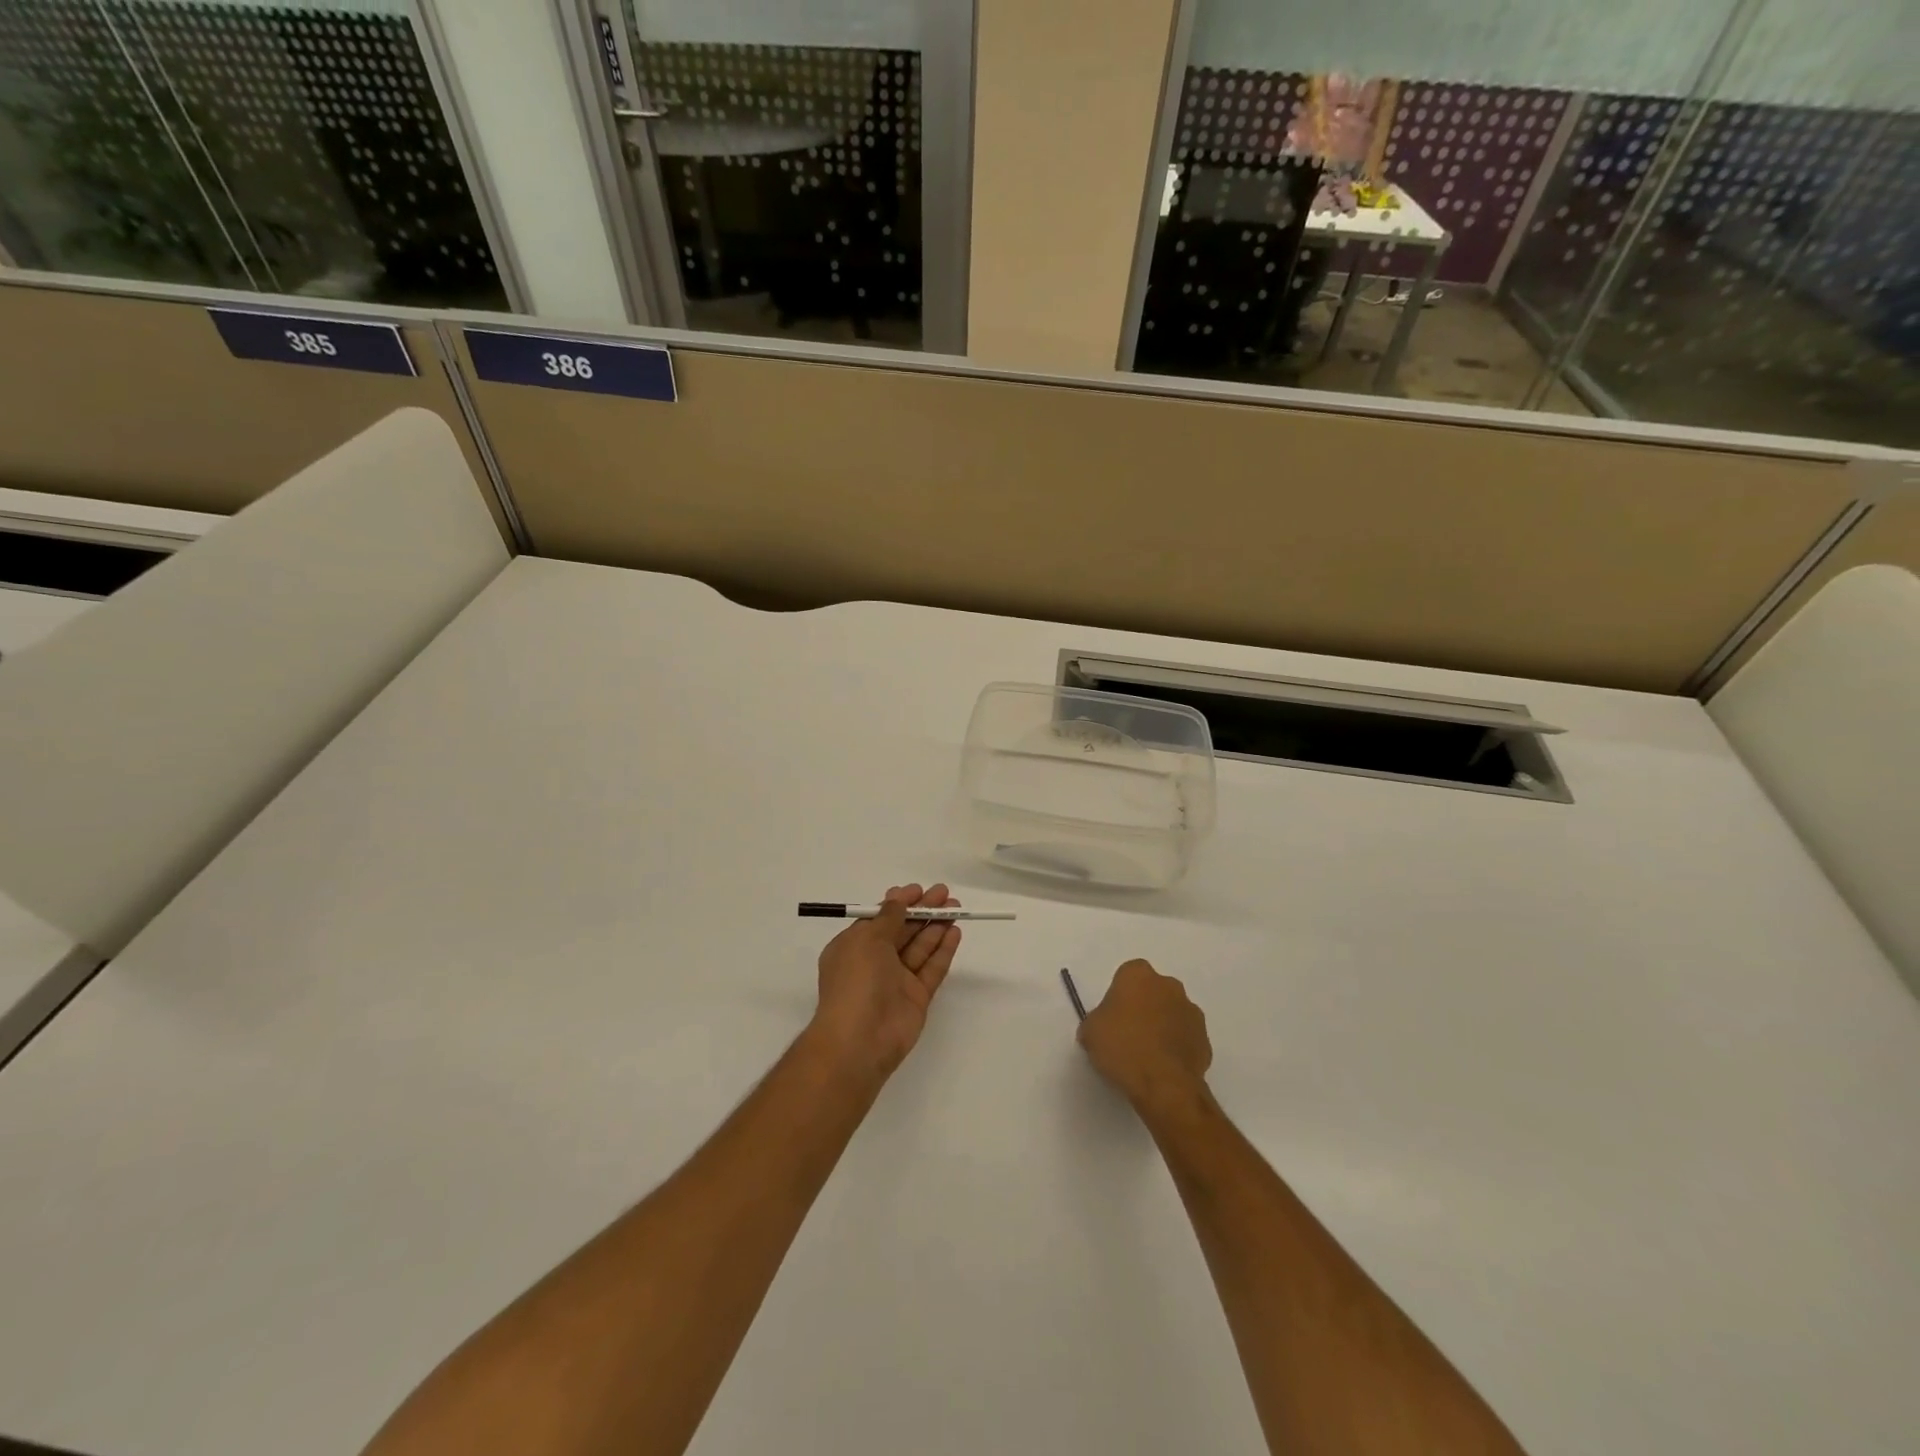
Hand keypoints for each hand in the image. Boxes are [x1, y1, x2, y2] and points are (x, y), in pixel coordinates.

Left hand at [808, 884, 960, 1084]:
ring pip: (920, 947)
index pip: (879, 919)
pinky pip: (932, 968)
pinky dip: (943, 950)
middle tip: (945, 894)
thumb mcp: (866, 939)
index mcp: (854, 947)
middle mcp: (875, 962)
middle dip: (922, 911)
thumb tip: (897, 900)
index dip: (899, 903)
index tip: (918, 890)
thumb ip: (887, 918)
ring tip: (956, 907)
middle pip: (903, 930)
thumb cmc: (856, 981)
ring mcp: (897, 981)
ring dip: (936, 926)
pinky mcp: (916, 997)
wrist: (860, 1040)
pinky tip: (955, 932)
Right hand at [1078, 959, 1212, 1113]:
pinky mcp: (1205, 1039)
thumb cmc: (1122, 1047)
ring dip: (1162, 1025)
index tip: (1112, 1016)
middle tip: (1128, 1032)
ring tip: (1147, 1054)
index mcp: (1139, 975)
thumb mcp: (1090, 1032)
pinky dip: (1176, 1047)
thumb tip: (1101, 1028)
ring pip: (1172, 1013)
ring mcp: (1191, 1012)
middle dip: (1144, 1006)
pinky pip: (1186, 1037)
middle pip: (1153, 991)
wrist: (1163, 1084)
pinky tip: (1163, 1066)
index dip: (1119, 995)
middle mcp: (1169, 985)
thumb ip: (1096, 1021)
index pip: (1127, 975)